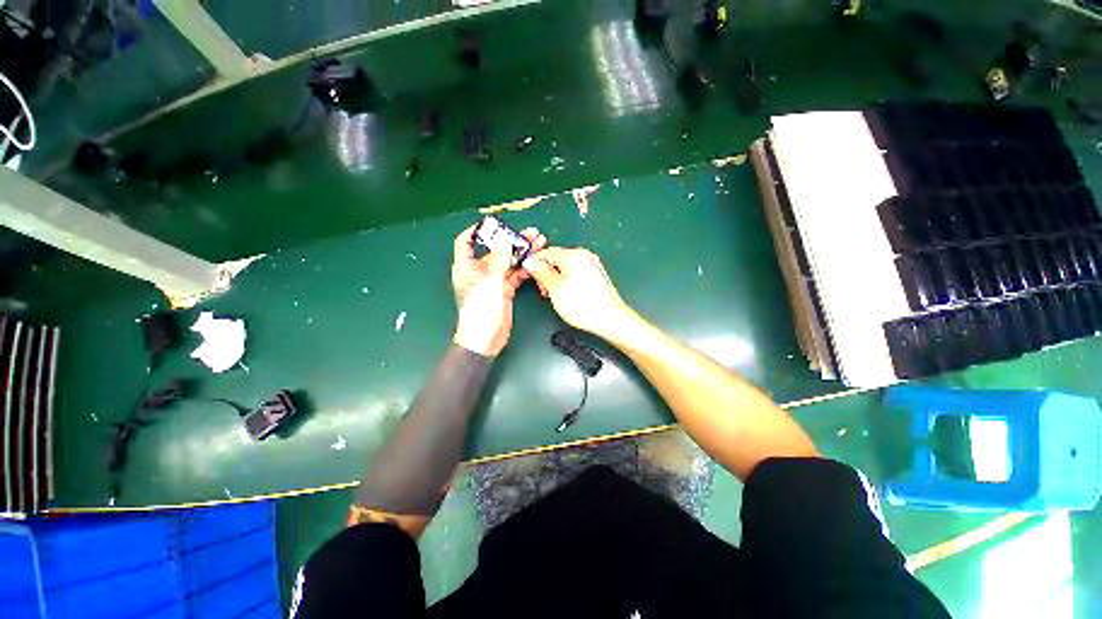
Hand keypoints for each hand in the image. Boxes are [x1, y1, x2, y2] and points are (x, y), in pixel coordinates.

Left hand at [451, 224, 545, 355]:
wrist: (485, 339)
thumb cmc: (481, 311)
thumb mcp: (489, 283)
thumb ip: (498, 260)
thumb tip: (503, 239)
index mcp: (467, 267)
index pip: (467, 241)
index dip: (477, 230)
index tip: (494, 223)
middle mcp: (479, 271)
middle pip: (495, 250)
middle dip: (511, 240)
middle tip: (528, 232)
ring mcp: (493, 281)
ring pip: (509, 261)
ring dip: (522, 253)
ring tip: (538, 241)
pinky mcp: (504, 290)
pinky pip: (515, 275)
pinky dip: (525, 268)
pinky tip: (536, 261)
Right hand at [522, 247, 633, 339]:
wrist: (610, 319)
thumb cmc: (585, 307)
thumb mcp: (555, 290)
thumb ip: (541, 273)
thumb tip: (530, 263)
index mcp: (574, 256)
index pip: (546, 252)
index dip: (533, 262)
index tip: (526, 272)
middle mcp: (584, 255)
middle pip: (556, 257)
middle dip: (545, 271)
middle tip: (541, 288)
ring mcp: (591, 264)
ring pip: (565, 265)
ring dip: (555, 276)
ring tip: (552, 293)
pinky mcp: (595, 273)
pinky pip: (575, 270)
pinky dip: (566, 278)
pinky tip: (565, 292)